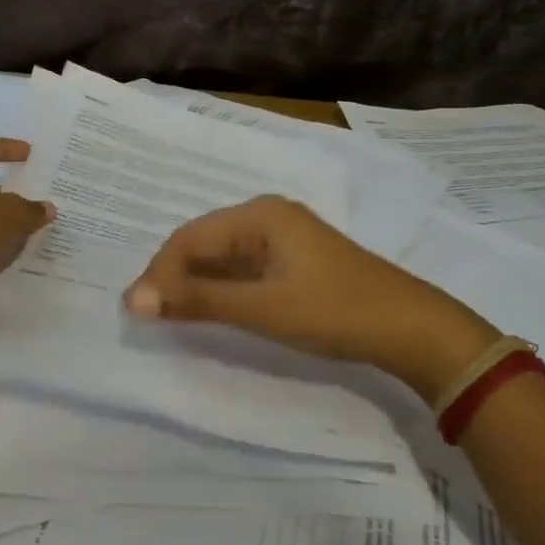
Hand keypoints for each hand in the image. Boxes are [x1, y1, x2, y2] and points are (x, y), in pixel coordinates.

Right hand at [123, 196, 500, 404]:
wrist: (411, 329)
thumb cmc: (335, 311)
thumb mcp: (262, 308)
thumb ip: (199, 301)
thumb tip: (133, 300)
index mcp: (260, 214)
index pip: (190, 237)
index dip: (159, 273)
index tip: (137, 311)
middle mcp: (268, 216)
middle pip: (204, 243)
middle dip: (174, 277)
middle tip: (149, 316)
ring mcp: (284, 238)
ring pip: (223, 257)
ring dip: (197, 285)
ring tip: (173, 316)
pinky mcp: (295, 261)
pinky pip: (244, 269)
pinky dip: (223, 290)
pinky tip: (212, 311)